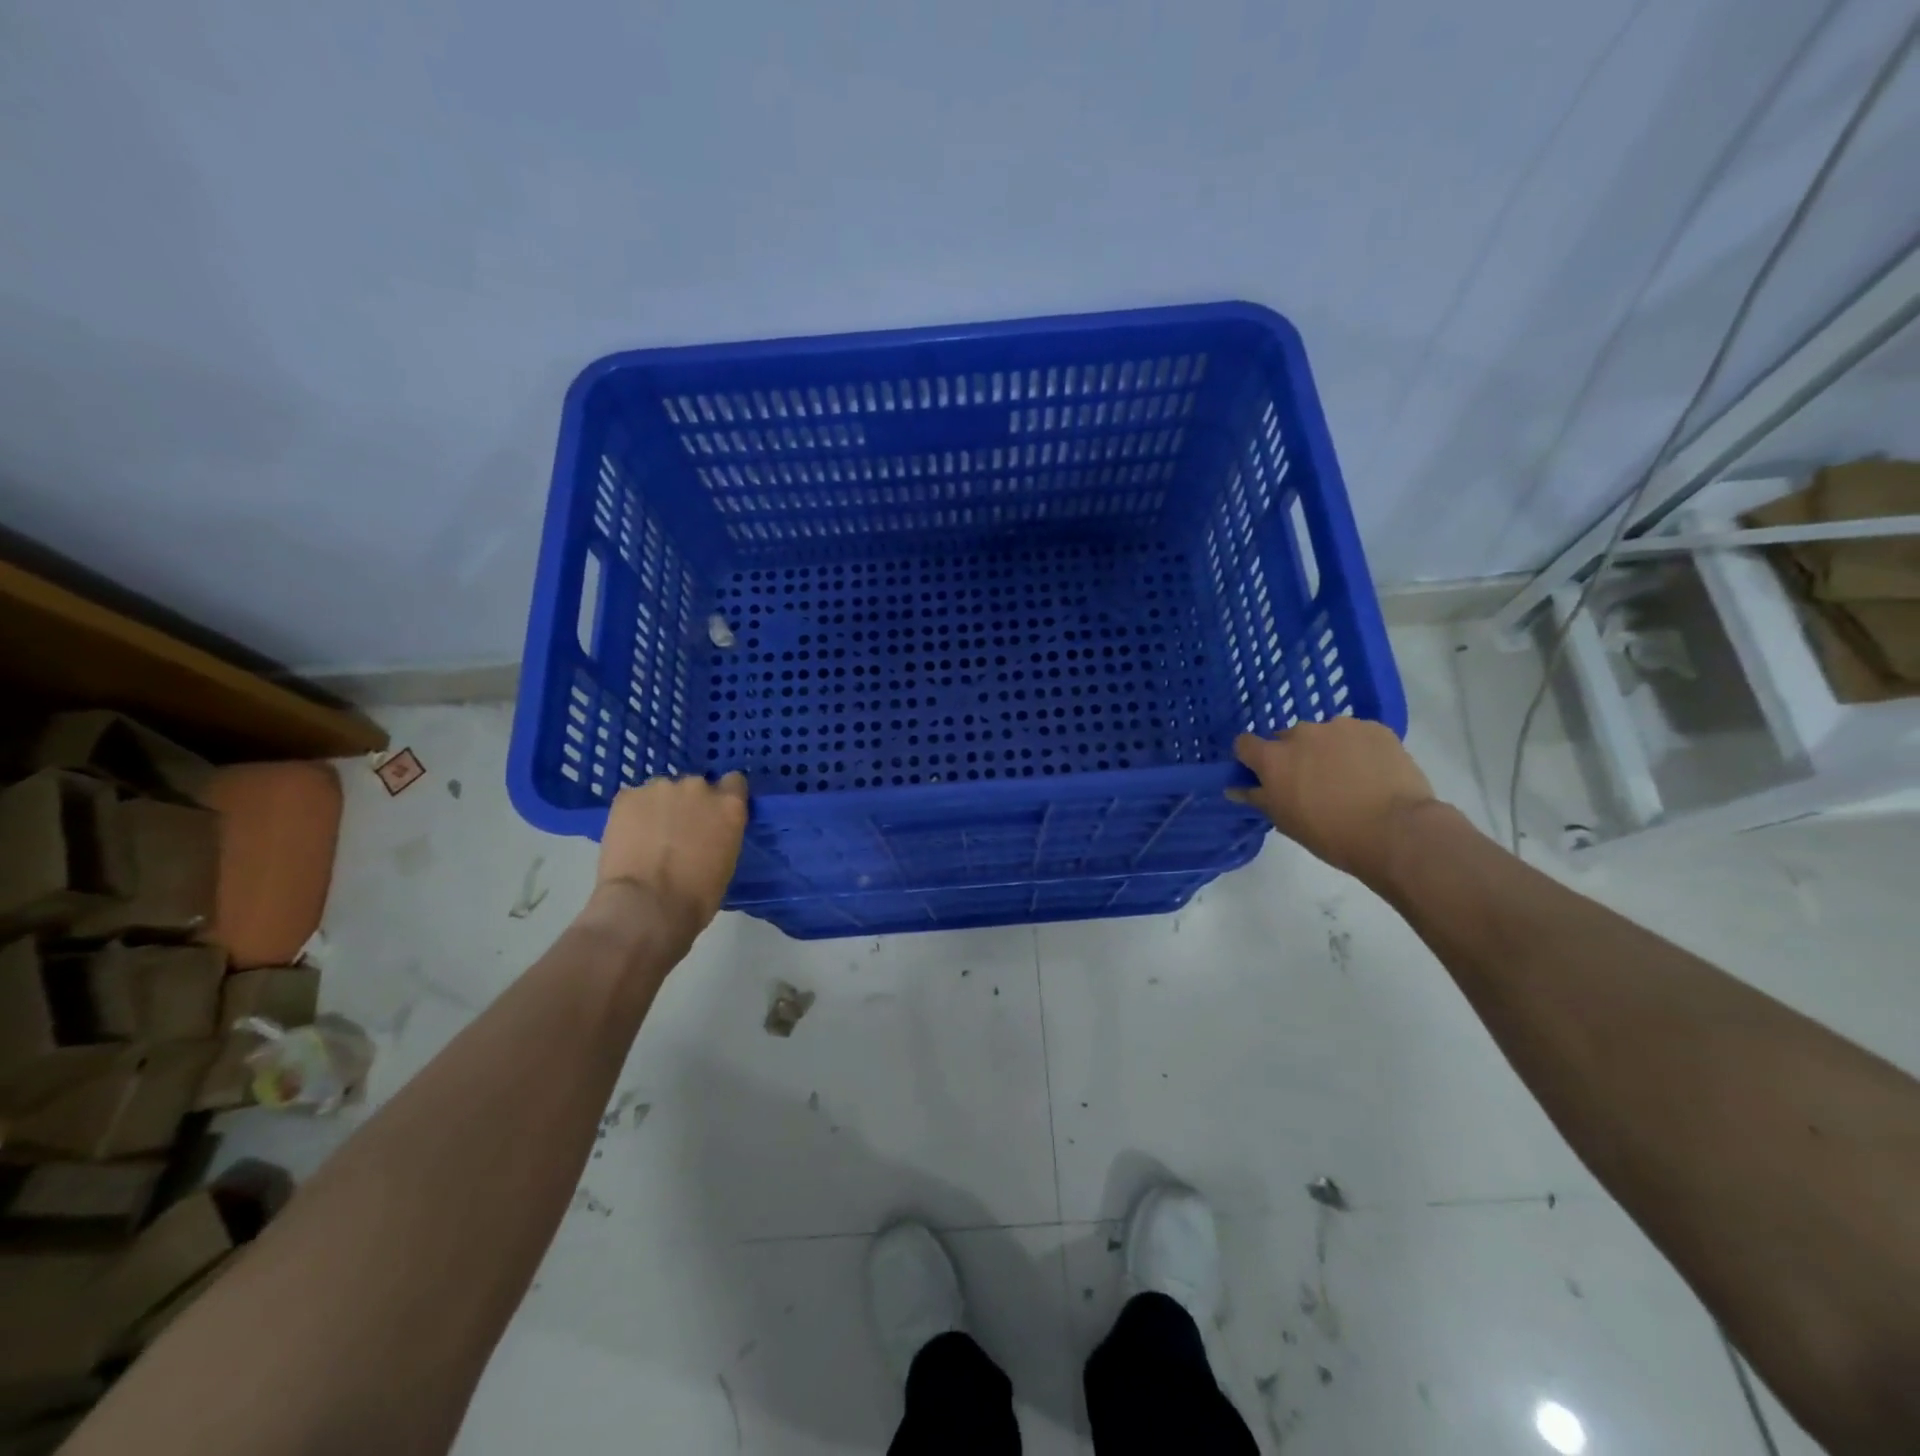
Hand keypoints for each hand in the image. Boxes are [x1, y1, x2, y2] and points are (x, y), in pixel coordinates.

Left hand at [588, 772, 748, 947]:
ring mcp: (660, 788)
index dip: (724, 797)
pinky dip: (633, 814)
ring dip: (660, 808)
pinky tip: (629, 838)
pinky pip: (633, 799)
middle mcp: (698, 787)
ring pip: (662, 792)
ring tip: (648, 837)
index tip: (715, 815)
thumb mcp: (726, 863)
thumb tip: (707, 835)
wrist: (646, 907)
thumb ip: (721, 835)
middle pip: (695, 786)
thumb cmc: (696, 897)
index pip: (734, 783)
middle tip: (678, 833)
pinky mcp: (627, 796)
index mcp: (729, 805)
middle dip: (688, 805)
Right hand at [1228, 721, 1434, 883]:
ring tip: (1348, 778)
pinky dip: (1358, 748)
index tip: (1263, 775)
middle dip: (1294, 755)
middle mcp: (1301, 733)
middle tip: (1312, 783)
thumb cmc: (1332, 834)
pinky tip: (1372, 772)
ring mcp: (1340, 726)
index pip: (1245, 744)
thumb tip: (1236, 789)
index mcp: (1274, 758)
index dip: (1252, 759)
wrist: (1397, 832)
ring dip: (1327, 749)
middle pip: (1287, 738)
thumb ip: (1258, 798)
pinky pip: (1357, 734)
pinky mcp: (1374, 727)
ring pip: (1324, 734)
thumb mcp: (1286, 822)